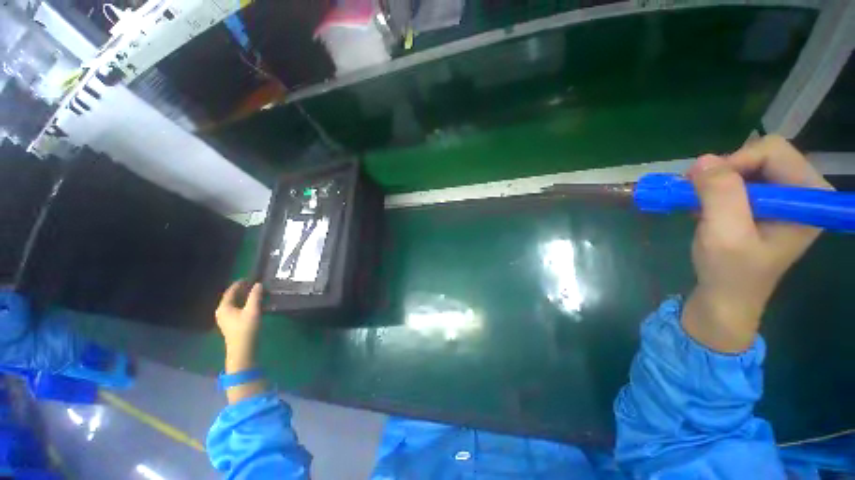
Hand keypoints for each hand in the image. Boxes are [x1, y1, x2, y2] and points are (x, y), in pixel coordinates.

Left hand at [216, 281, 262, 371]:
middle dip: (242, 290)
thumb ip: (255, 296)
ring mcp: (225, 319)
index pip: (230, 291)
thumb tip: (258, 284)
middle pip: (231, 297)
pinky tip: (252, 304)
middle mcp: (222, 312)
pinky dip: (244, 304)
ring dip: (244, 297)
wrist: (242, 349)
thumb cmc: (246, 329)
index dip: (239, 284)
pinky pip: (236, 309)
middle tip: (254, 284)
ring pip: (234, 303)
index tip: (249, 277)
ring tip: (255, 293)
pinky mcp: (231, 324)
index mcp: (224, 307)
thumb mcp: (253, 310)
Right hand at [682, 135, 832, 352]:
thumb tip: (703, 160)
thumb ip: (721, 194)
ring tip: (698, 205)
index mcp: (808, 195)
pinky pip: (737, 179)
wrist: (725, 297)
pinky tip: (704, 209)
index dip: (735, 162)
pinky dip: (714, 190)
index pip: (773, 151)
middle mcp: (801, 190)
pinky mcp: (764, 203)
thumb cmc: (730, 272)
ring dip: (715, 182)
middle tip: (696, 193)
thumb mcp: (725, 234)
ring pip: (745, 165)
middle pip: (760, 154)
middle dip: (724, 171)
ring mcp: (782, 196)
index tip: (704, 186)